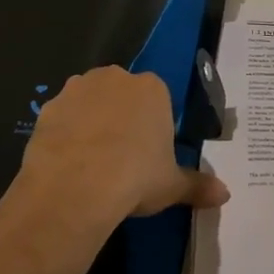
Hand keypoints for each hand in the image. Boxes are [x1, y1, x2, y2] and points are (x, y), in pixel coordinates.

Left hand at [18, 66, 229, 224]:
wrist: (75, 186)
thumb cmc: (135, 177)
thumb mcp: (172, 186)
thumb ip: (198, 186)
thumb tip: (226, 195)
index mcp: (152, 88)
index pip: (158, 100)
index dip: (155, 127)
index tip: (151, 154)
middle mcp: (115, 78)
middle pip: (123, 95)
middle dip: (123, 117)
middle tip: (123, 157)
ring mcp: (77, 89)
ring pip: (90, 102)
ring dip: (92, 121)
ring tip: (92, 162)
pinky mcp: (47, 107)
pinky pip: (62, 118)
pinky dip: (66, 134)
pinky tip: (67, 163)